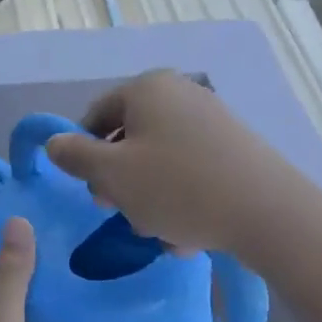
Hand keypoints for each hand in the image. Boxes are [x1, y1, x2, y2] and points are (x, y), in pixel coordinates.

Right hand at [45, 71, 287, 255]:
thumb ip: (75, 156)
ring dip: (150, 197)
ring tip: (161, 232)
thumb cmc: (177, 187)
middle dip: (121, 181)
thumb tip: (54, 142)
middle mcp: (180, 93)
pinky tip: (188, 233)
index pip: (97, 115)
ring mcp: (212, 119)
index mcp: (147, 88)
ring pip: (161, 160)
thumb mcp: (112, 174)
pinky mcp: (235, 148)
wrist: (268, 213)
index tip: (93, 191)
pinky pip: (192, 170)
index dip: (85, 154)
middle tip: (123, 214)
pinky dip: (182, 197)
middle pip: (130, 138)